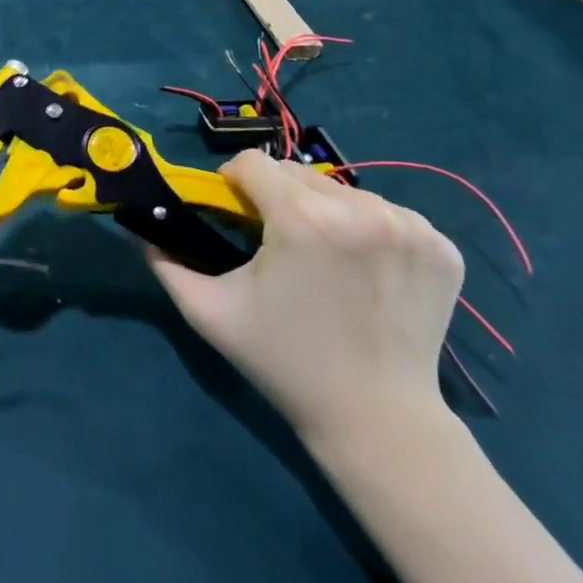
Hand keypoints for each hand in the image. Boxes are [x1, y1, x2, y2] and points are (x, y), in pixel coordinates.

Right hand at [148, 150, 463, 451]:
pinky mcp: (441, 246)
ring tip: (319, 257)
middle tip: (273, 243)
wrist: (376, 418)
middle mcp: (362, 210)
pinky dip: (366, 228)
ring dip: (321, 210)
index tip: (232, 215)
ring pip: (342, 190)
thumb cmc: (283, 361)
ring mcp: (410, 227)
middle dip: (276, 197)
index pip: (253, 163)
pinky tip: (361, 269)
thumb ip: (165, 262)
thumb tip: (142, 230)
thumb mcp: (208, 311)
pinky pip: (387, 212)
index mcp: (303, 220)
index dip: (232, 184)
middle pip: (296, 173)